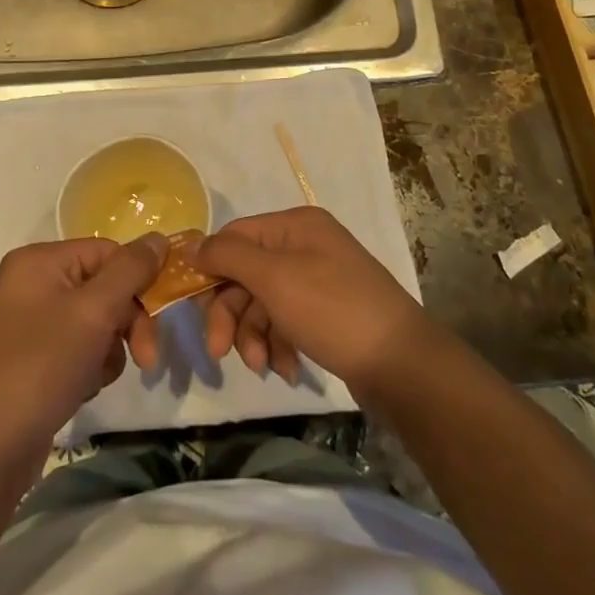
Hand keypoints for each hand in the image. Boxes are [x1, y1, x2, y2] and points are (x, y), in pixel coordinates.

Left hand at [0, 235, 165, 465]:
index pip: (108, 253)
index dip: (137, 282)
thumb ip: (131, 270)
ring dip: (109, 349)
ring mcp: (31, 322)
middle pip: (104, 287)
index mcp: (40, 261)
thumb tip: (160, 238)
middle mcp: (33, 283)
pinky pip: (79, 346)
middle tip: (147, 359)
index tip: (159, 319)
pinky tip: (81, 388)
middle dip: (127, 322)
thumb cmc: (42, 367)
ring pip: (97, 321)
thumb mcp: (94, 311)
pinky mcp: (34, 357)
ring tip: (96, 376)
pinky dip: (90, 366)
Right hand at [194, 207, 431, 392]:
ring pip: (263, 302)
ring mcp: (318, 280)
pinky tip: (287, 369)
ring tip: (262, 366)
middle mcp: (306, 246)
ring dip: (254, 335)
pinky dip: (279, 344)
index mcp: (295, 225)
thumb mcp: (275, 278)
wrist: (401, 363)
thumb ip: (229, 257)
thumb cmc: (333, 310)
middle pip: (246, 273)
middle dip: (231, 313)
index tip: (193, 306)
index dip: (211, 269)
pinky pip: (286, 322)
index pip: (235, 236)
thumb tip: (194, 245)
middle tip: (220, 351)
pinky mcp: (326, 313)